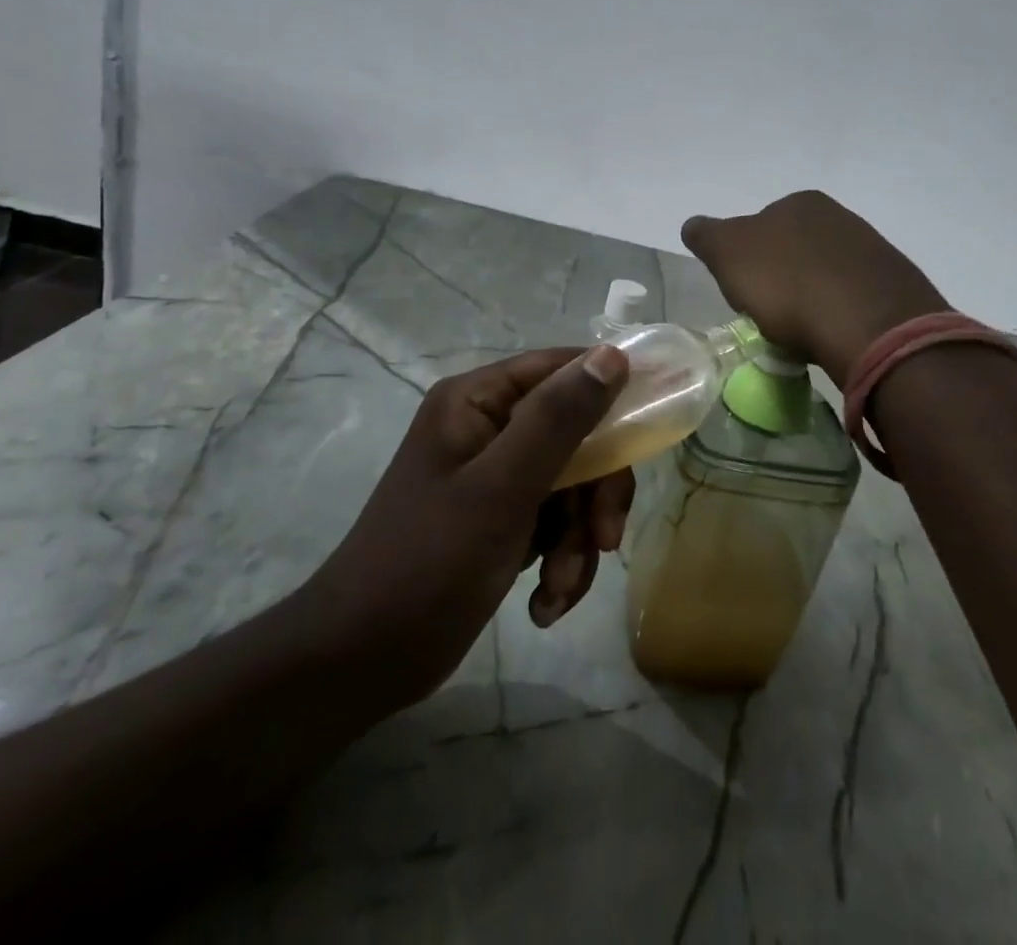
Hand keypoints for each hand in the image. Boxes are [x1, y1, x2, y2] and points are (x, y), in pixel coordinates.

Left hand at [299, 346, 630, 716]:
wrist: (361, 661)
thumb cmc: (427, 563)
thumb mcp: (502, 488)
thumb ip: (559, 419)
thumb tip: (613, 355)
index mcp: (477, 401)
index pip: (561, 369)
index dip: (611, 389)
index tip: (655, 422)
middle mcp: (488, 427)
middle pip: (577, 433)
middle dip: (595, 492)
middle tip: (604, 539)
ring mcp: (495, 475)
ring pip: (573, 485)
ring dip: (578, 540)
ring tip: (558, 590)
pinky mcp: (501, 519)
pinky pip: (555, 522)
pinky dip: (561, 561)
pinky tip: (545, 605)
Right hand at [682, 191, 947, 382]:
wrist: (868, 324)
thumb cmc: (787, 284)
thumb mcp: (727, 254)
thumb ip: (707, 235)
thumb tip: (694, 226)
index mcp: (798, 203)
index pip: (759, 226)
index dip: (746, 260)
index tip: (745, 292)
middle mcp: (838, 216)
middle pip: (794, 249)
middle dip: (781, 277)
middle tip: (771, 313)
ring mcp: (871, 248)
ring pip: (825, 272)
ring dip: (811, 295)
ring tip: (803, 331)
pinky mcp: (894, 284)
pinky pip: (853, 296)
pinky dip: (838, 311)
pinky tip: (833, 333)